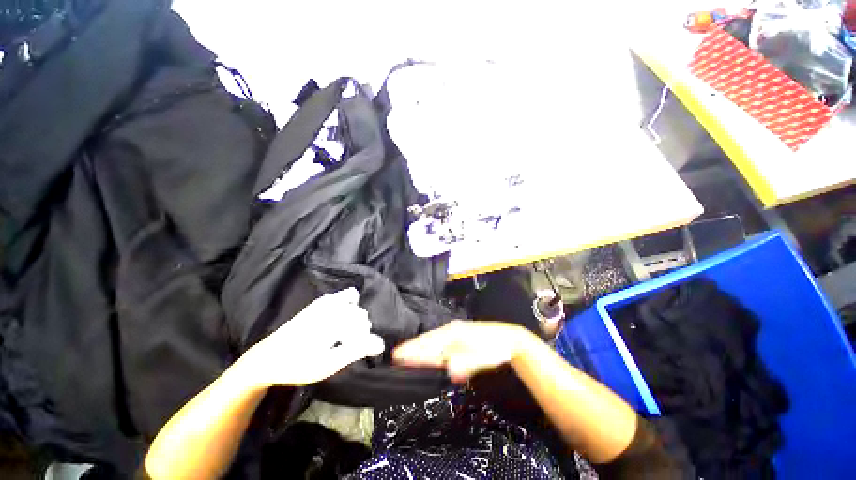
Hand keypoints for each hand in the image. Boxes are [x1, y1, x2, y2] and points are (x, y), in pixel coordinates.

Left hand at [240, 288, 384, 387]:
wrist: (267, 358)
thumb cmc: (298, 364)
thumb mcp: (328, 363)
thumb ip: (356, 350)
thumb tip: (380, 342)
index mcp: (335, 319)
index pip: (364, 326)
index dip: (364, 341)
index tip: (356, 353)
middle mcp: (333, 305)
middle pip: (360, 314)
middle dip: (360, 330)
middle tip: (348, 346)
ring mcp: (326, 301)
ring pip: (354, 304)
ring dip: (355, 318)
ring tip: (346, 335)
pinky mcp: (320, 302)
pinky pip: (344, 297)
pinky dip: (350, 305)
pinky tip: (342, 320)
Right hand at [393, 321, 535, 382]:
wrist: (508, 339)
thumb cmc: (495, 348)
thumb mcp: (483, 357)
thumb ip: (466, 363)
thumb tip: (449, 370)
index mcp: (454, 333)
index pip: (430, 342)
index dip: (414, 349)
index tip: (398, 356)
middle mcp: (450, 330)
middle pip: (428, 340)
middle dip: (412, 348)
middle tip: (395, 356)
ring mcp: (453, 333)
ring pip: (433, 341)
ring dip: (420, 348)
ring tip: (405, 355)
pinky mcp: (457, 338)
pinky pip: (440, 344)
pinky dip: (430, 349)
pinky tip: (427, 355)